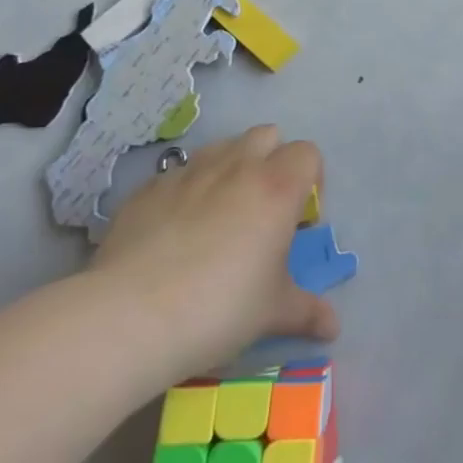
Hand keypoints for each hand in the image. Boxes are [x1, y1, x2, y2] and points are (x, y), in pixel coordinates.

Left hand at [91, 126, 337, 384]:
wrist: (129, 317)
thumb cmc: (220, 307)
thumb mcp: (273, 312)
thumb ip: (307, 311)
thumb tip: (333, 328)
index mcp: (278, 188)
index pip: (307, 153)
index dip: (311, 179)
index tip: (299, 218)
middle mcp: (237, 168)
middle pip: (266, 135)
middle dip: (271, 160)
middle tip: (264, 207)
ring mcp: (187, 174)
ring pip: (221, 147)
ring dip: (230, 167)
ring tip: (221, 212)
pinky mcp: (146, 191)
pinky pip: (176, 174)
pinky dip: (185, 190)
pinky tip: (174, 230)